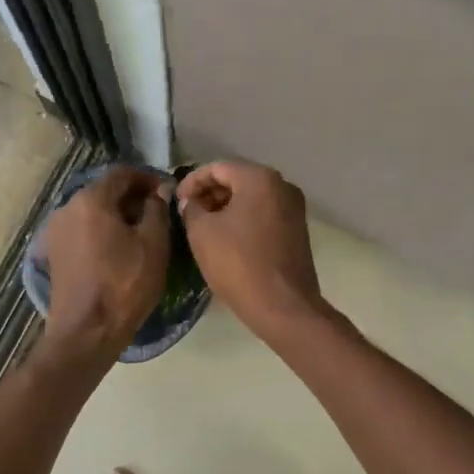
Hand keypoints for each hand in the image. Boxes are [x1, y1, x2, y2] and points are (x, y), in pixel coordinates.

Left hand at [41, 164, 171, 362]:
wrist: (87, 331)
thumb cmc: (125, 284)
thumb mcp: (154, 245)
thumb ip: (158, 210)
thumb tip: (158, 192)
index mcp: (91, 200)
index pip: (122, 173)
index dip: (147, 177)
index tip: (165, 190)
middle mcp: (67, 208)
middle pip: (103, 190)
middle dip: (131, 197)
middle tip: (156, 211)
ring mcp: (56, 231)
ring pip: (91, 211)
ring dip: (115, 215)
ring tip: (140, 232)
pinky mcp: (54, 253)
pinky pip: (82, 230)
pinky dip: (101, 231)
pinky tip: (118, 249)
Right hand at [177, 161, 327, 342]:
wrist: (283, 306)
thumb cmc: (238, 263)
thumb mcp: (202, 232)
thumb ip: (191, 208)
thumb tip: (191, 201)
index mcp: (260, 178)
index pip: (217, 168)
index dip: (192, 182)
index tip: (176, 201)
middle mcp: (283, 186)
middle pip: (237, 179)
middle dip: (210, 194)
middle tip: (188, 214)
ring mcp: (294, 209)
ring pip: (252, 198)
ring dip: (225, 208)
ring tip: (203, 227)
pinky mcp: (297, 230)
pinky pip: (264, 214)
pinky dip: (243, 220)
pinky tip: (226, 239)